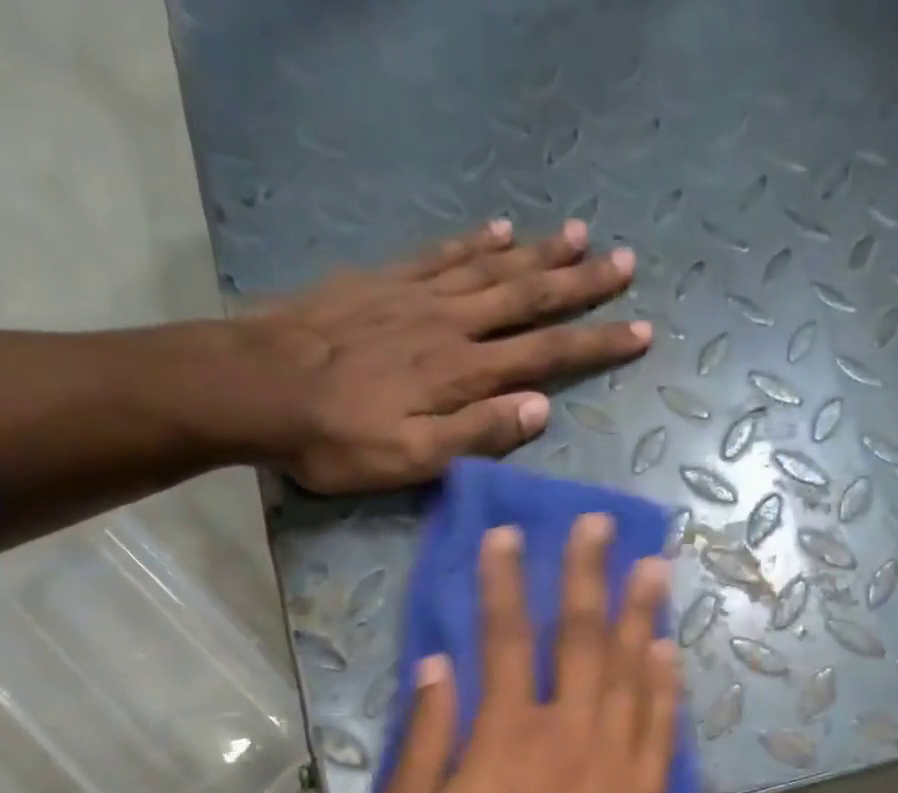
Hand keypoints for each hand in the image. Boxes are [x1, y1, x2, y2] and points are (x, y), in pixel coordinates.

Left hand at [229, 219, 649, 493]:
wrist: (257, 387)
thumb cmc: (336, 439)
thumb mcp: (410, 459)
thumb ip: (476, 434)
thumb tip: (540, 409)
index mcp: (462, 373)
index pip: (546, 354)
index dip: (595, 343)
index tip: (640, 329)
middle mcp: (451, 324)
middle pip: (528, 297)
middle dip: (581, 284)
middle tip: (625, 262)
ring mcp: (416, 295)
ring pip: (492, 267)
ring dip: (539, 252)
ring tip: (580, 233)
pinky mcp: (383, 281)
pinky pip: (441, 253)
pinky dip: (475, 241)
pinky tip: (499, 229)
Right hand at [380, 515, 678, 792]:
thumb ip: (426, 738)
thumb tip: (437, 667)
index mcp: (505, 737)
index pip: (503, 639)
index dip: (502, 582)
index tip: (508, 536)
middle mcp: (568, 736)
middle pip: (580, 639)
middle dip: (587, 575)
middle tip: (601, 525)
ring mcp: (618, 767)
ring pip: (633, 673)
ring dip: (641, 615)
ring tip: (653, 566)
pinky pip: (663, 729)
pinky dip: (667, 686)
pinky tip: (669, 653)